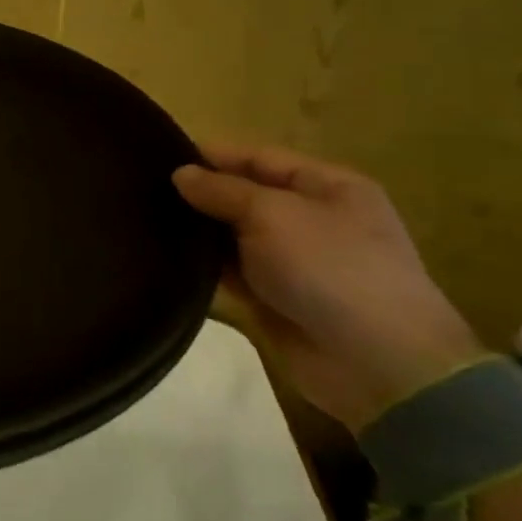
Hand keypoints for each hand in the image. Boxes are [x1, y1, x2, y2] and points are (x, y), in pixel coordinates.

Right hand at [172, 144, 483, 430]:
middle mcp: (312, 219)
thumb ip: (222, 190)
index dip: (212, 155)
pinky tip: (167, 259)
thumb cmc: (330, 268)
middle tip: (144, 190)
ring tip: (145, 220)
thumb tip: (180, 173)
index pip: (259, 158)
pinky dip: (206, 267)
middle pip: (246, 196)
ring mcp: (296, 261)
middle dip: (201, 194)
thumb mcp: (271, 214)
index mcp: (328, 187)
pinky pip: (234, 273)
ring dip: (200, 232)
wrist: (378, 365)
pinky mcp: (277, 298)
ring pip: (235, 236)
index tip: (159, 155)